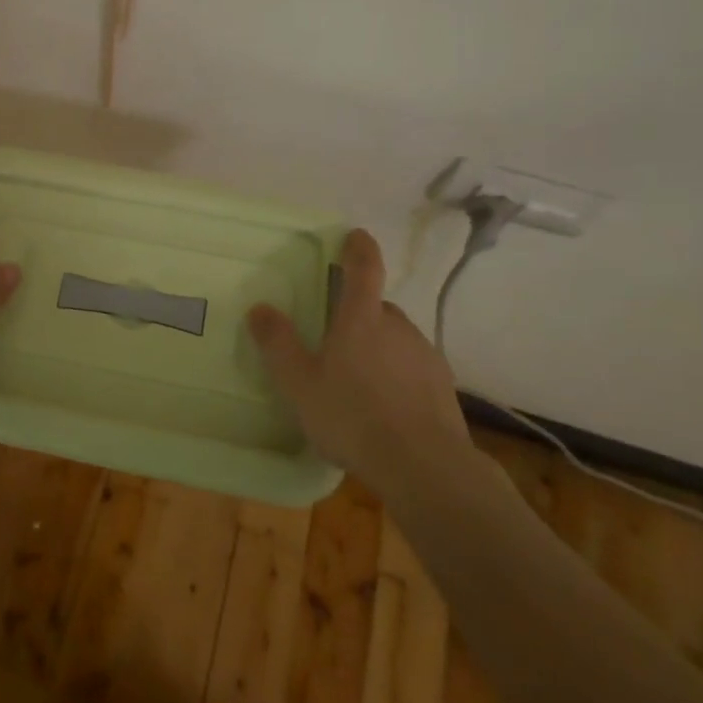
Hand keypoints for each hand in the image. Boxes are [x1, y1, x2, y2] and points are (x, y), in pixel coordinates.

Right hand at [248, 228, 474, 487]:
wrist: (424, 467)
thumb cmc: (353, 417)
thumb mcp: (300, 383)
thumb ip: (278, 344)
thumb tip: (259, 308)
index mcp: (362, 319)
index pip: (364, 269)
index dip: (359, 248)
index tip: (356, 235)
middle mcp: (398, 328)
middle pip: (379, 308)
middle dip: (360, 315)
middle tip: (338, 339)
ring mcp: (425, 357)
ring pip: (397, 340)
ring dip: (380, 349)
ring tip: (359, 382)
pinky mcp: (442, 388)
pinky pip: (413, 369)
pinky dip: (399, 377)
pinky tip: (385, 407)